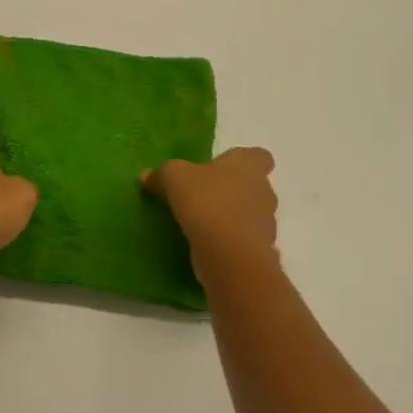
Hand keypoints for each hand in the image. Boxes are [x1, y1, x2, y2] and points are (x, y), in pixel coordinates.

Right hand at [143, 147, 277, 269]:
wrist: (230, 255)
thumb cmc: (207, 202)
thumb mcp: (174, 178)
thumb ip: (162, 174)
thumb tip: (146, 176)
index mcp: (248, 165)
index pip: (259, 156)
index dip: (243, 161)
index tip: (223, 167)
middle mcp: (264, 191)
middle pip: (254, 186)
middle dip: (234, 191)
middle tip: (205, 196)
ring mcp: (266, 224)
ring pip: (250, 215)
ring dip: (232, 218)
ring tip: (204, 223)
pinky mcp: (260, 252)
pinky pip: (244, 241)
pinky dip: (230, 243)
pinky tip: (207, 246)